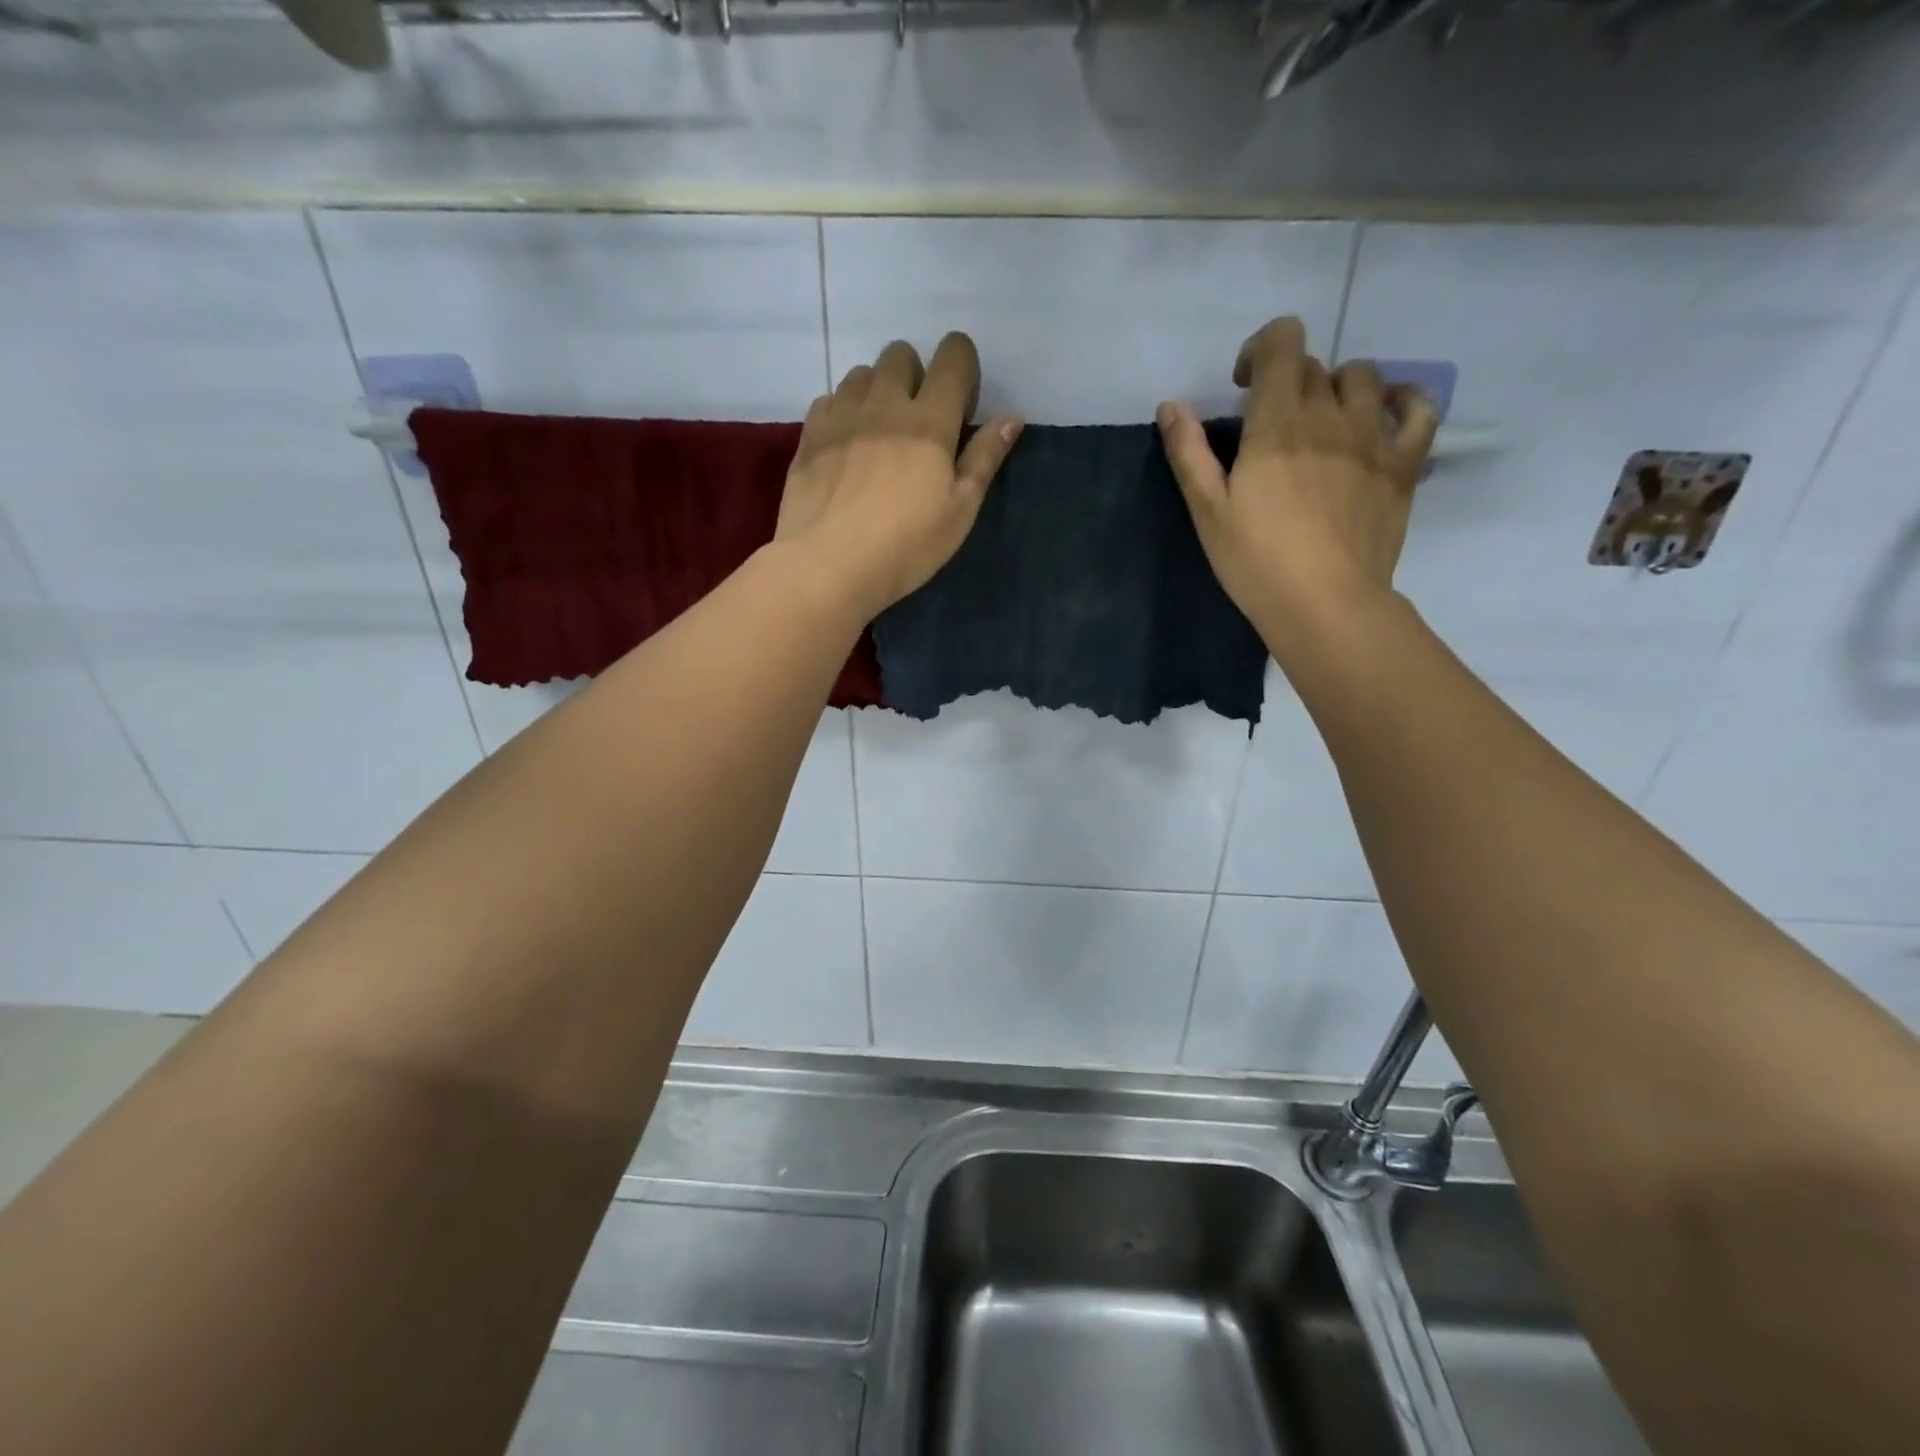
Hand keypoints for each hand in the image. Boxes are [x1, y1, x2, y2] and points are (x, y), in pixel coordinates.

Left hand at [775, 333, 1023, 622]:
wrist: (826, 567)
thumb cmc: (904, 547)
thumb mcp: (959, 512)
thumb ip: (984, 459)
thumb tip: (1011, 416)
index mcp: (929, 421)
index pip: (953, 358)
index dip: (964, 368)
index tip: (961, 409)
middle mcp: (883, 404)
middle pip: (901, 354)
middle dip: (916, 376)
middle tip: (919, 424)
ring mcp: (841, 415)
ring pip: (862, 373)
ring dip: (878, 390)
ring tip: (880, 434)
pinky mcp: (809, 435)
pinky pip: (830, 399)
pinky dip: (844, 411)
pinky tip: (847, 447)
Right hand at [1156, 316, 1438, 651]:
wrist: (1324, 603)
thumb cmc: (1256, 561)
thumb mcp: (1208, 511)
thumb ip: (1189, 453)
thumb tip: (1171, 405)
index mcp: (1277, 423)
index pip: (1283, 343)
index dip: (1261, 349)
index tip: (1244, 387)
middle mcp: (1330, 415)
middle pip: (1315, 367)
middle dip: (1288, 381)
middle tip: (1271, 424)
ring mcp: (1373, 437)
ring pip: (1365, 376)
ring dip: (1338, 387)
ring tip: (1323, 422)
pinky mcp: (1404, 463)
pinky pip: (1419, 408)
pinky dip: (1402, 400)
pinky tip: (1384, 415)